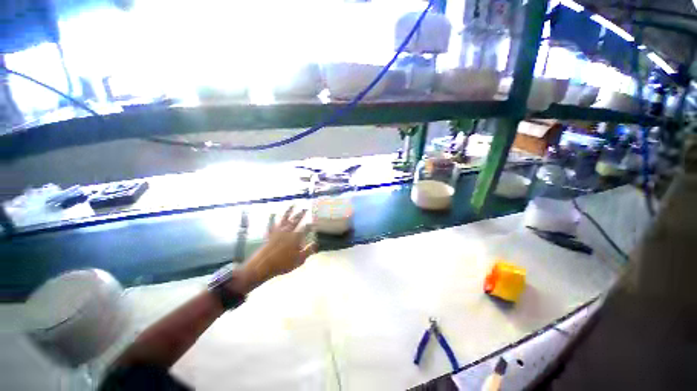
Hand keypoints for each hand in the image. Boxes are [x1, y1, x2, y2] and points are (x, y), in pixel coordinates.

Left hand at [236, 206, 315, 289]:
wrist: (262, 266)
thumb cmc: (283, 264)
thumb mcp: (300, 260)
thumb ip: (309, 251)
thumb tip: (316, 243)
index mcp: (296, 237)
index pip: (306, 229)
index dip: (311, 226)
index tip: (315, 223)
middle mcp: (287, 232)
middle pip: (296, 220)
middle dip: (301, 214)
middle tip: (305, 209)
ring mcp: (277, 232)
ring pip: (284, 219)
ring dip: (289, 211)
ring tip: (292, 205)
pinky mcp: (270, 234)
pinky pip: (271, 224)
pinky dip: (272, 219)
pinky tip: (272, 214)